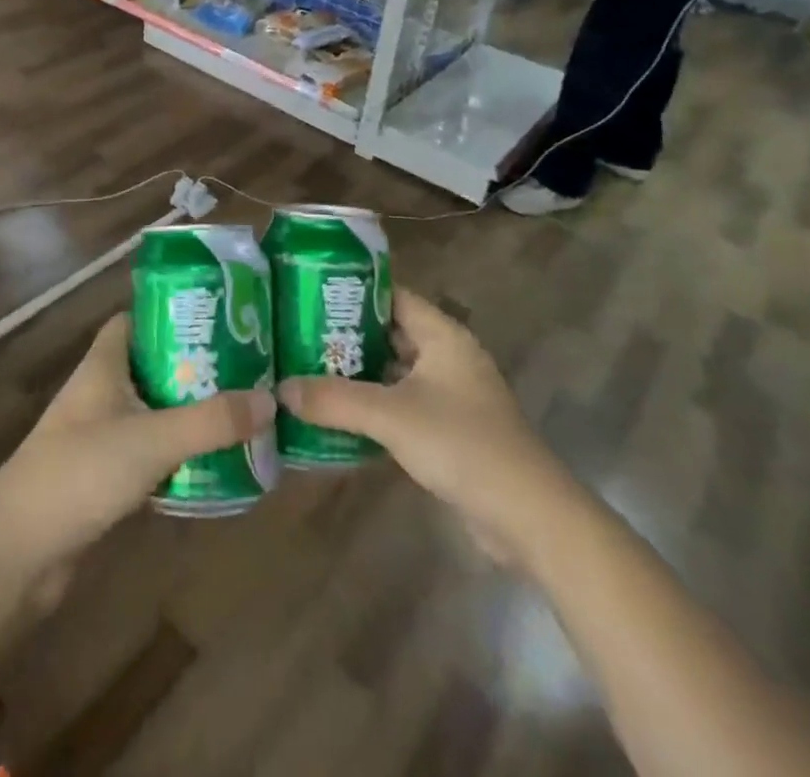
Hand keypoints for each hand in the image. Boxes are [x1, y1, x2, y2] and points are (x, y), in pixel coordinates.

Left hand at [0, 314, 274, 577]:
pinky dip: (179, 456)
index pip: (136, 320)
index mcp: (103, 365)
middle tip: (247, 366)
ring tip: (243, 411)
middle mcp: (101, 393)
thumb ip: (211, 421)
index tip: (219, 316)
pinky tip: (216, 463)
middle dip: (196, 366)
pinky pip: (150, 455)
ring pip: (154, 412)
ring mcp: (100, 437)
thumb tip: (270, 400)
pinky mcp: (104, 479)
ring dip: (191, 413)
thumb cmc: (79, 472)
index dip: (172, 313)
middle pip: (153, 366)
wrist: (16, 553)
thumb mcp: (152, 439)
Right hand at [279, 290, 571, 563]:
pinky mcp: (449, 432)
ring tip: (307, 372)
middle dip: (347, 336)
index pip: (392, 296)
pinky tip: (337, 418)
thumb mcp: (392, 417)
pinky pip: (402, 406)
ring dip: (358, 376)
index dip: (352, 292)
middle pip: (390, 334)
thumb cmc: (462, 444)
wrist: (529, 518)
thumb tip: (280, 389)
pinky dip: (373, 408)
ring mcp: (451, 396)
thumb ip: (335, 400)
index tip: (308, 294)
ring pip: (394, 373)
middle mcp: (448, 357)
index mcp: (443, 335)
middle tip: (297, 335)